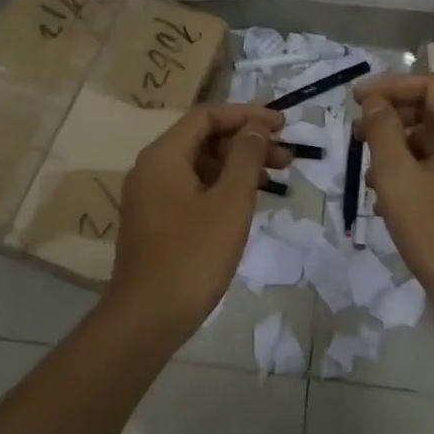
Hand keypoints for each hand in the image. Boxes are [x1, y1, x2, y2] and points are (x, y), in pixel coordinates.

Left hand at [107, 103, 289, 339]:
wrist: (147, 317)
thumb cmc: (193, 256)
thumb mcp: (230, 202)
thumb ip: (245, 158)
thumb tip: (256, 127)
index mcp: (163, 156)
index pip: (206, 116)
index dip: (246, 115)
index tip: (281, 124)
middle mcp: (151, 168)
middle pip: (203, 139)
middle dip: (246, 142)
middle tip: (287, 155)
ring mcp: (150, 196)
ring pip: (199, 166)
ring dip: (237, 166)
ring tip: (276, 176)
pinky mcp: (155, 221)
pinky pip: (191, 188)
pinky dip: (221, 186)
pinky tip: (247, 201)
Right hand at [354, 73, 433, 325]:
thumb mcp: (397, 177)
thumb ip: (383, 131)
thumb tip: (374, 102)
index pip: (428, 86)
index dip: (389, 86)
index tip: (355, 100)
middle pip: (430, 109)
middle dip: (389, 116)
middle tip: (354, 132)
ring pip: (430, 138)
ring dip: (395, 144)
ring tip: (366, 168)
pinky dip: (409, 166)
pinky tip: (384, 192)